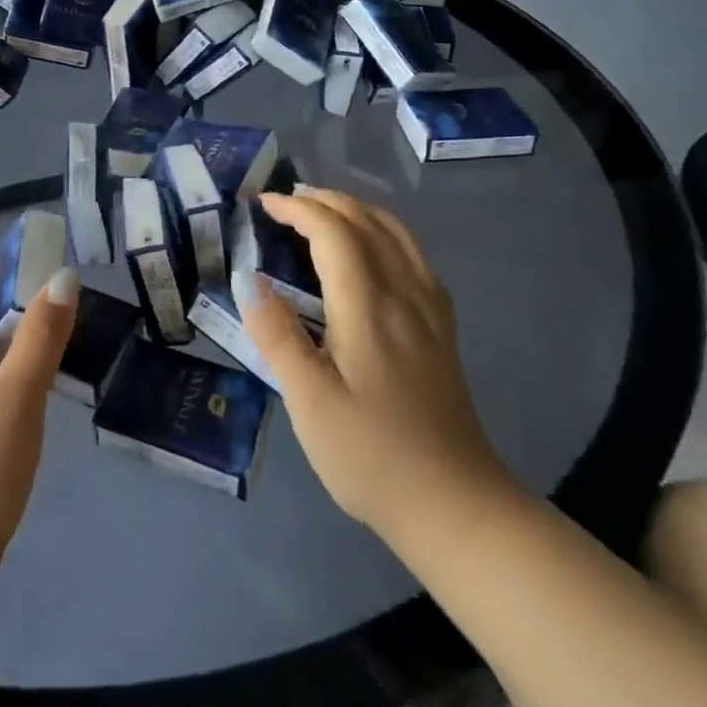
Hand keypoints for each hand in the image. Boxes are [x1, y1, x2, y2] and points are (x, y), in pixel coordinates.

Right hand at [244, 190, 516, 551]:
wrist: (456, 506)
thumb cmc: (371, 455)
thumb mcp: (309, 401)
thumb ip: (278, 335)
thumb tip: (250, 280)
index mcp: (369, 308)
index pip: (334, 232)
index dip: (298, 209)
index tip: (262, 204)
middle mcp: (405, 295)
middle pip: (368, 222)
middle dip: (325, 200)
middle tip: (285, 202)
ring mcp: (430, 311)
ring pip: (397, 234)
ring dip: (357, 210)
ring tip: (323, 212)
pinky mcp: (442, 330)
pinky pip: (414, 256)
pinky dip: (385, 233)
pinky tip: (372, 251)